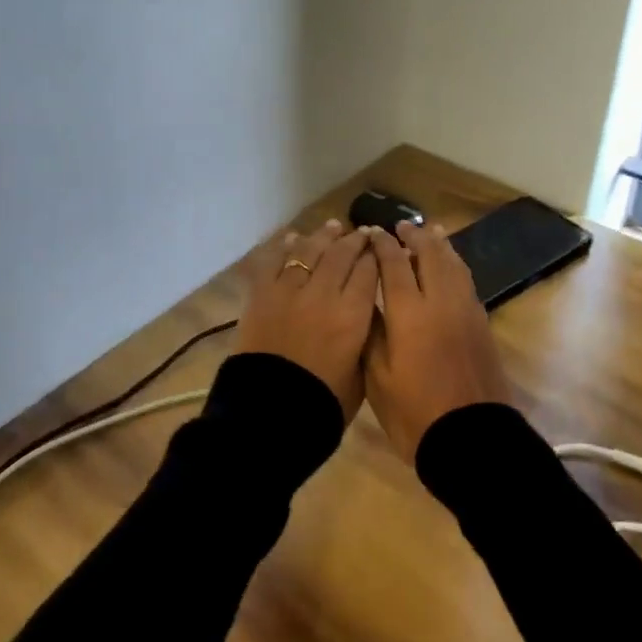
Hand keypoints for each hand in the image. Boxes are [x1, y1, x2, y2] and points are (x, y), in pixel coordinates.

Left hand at [233, 219, 378, 419]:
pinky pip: (274, 261)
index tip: (379, 247)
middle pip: (342, 254)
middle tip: (360, 233)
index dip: (375, 256)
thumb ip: (364, 342)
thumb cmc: (322, 405)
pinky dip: (284, 247)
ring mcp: (289, 290)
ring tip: (332, 227)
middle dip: (354, 240)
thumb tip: (364, 320)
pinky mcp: (261, 295)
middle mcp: (324, 294)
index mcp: (353, 316)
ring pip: (310, 251)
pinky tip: (293, 239)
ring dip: (323, 237)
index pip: (369, 272)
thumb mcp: (360, 377)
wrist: (268, 415)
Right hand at [364, 221, 512, 462]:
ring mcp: (466, 310)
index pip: (394, 263)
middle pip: (430, 254)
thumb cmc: (415, 413)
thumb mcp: (377, 377)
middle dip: (414, 236)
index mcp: (410, 312)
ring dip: (439, 245)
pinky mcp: (482, 323)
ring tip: (430, 233)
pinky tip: (450, 266)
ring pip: (454, 263)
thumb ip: (372, 332)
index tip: (372, 232)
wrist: (471, 440)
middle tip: (401, 226)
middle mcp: (441, 301)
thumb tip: (368, 300)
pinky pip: (466, 280)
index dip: (382, 245)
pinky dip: (455, 264)